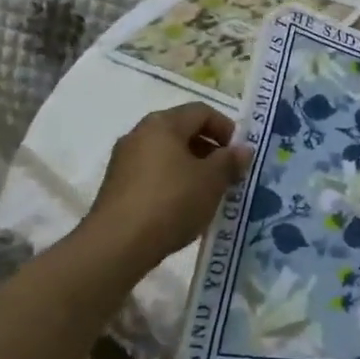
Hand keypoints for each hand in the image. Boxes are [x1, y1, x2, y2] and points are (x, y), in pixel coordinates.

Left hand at [82, 104, 251, 265]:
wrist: (116, 246)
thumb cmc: (171, 202)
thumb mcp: (212, 181)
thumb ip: (230, 161)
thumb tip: (243, 149)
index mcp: (162, 123)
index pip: (202, 112)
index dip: (226, 129)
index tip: (239, 154)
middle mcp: (139, 134)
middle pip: (183, 131)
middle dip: (210, 150)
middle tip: (228, 174)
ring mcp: (124, 161)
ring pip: (167, 155)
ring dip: (192, 168)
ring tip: (209, 194)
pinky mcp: (116, 187)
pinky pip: (153, 174)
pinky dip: (173, 183)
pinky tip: (183, 208)